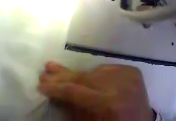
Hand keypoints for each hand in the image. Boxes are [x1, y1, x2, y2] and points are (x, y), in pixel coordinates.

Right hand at [38, 62, 154, 120]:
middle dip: (63, 76)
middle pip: (85, 77)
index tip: (40, 85)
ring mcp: (129, 76)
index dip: (56, 88)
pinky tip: (88, 76)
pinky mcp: (134, 72)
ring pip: (96, 70)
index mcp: (108, 103)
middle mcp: (120, 85)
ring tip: (60, 72)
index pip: (75, 90)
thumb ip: (72, 106)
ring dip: (77, 74)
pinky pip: (109, 68)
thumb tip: (56, 93)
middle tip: (46, 71)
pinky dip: (96, 73)